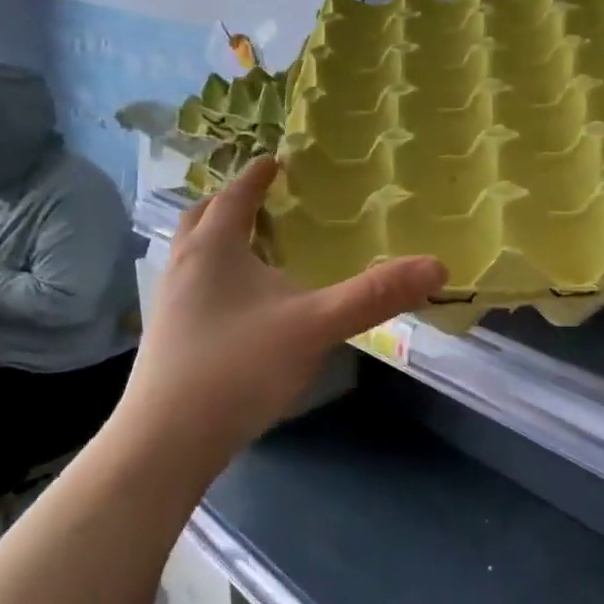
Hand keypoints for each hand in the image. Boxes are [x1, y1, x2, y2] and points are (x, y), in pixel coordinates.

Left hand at [111, 157, 445, 472]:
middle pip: (200, 218)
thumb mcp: (316, 326)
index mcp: (214, 249)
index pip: (234, 196)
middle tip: (259, 202)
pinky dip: (213, 277)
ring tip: (251, 249)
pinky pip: (190, 287)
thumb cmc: (239, 367)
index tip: (274, 161)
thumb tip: (437, 266)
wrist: (167, 442)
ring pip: (190, 255)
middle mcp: (183, 267)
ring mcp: (168, 304)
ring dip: (216, 240)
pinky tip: (239, 306)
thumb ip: (375, 295)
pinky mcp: (167, 338)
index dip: (256, 176)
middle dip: (228, 203)